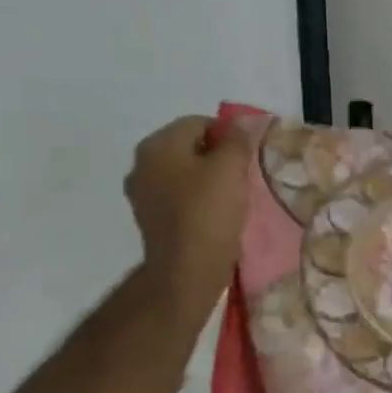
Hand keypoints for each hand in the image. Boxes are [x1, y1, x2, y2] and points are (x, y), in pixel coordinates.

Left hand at [123, 115, 260, 321]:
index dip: (229, 135)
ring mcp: (143, 193)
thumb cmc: (209, 211)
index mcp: (158, 145)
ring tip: (234, 195)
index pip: (199, 123)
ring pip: (185, 172)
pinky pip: (180, 195)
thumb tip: (241, 122)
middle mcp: (142, 164)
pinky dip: (198, 198)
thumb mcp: (231, 168)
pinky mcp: (151, 217)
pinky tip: (217, 212)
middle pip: (190, 146)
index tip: (249, 156)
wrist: (186, 270)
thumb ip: (237, 139)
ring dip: (209, 178)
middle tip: (244, 174)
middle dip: (218, 156)